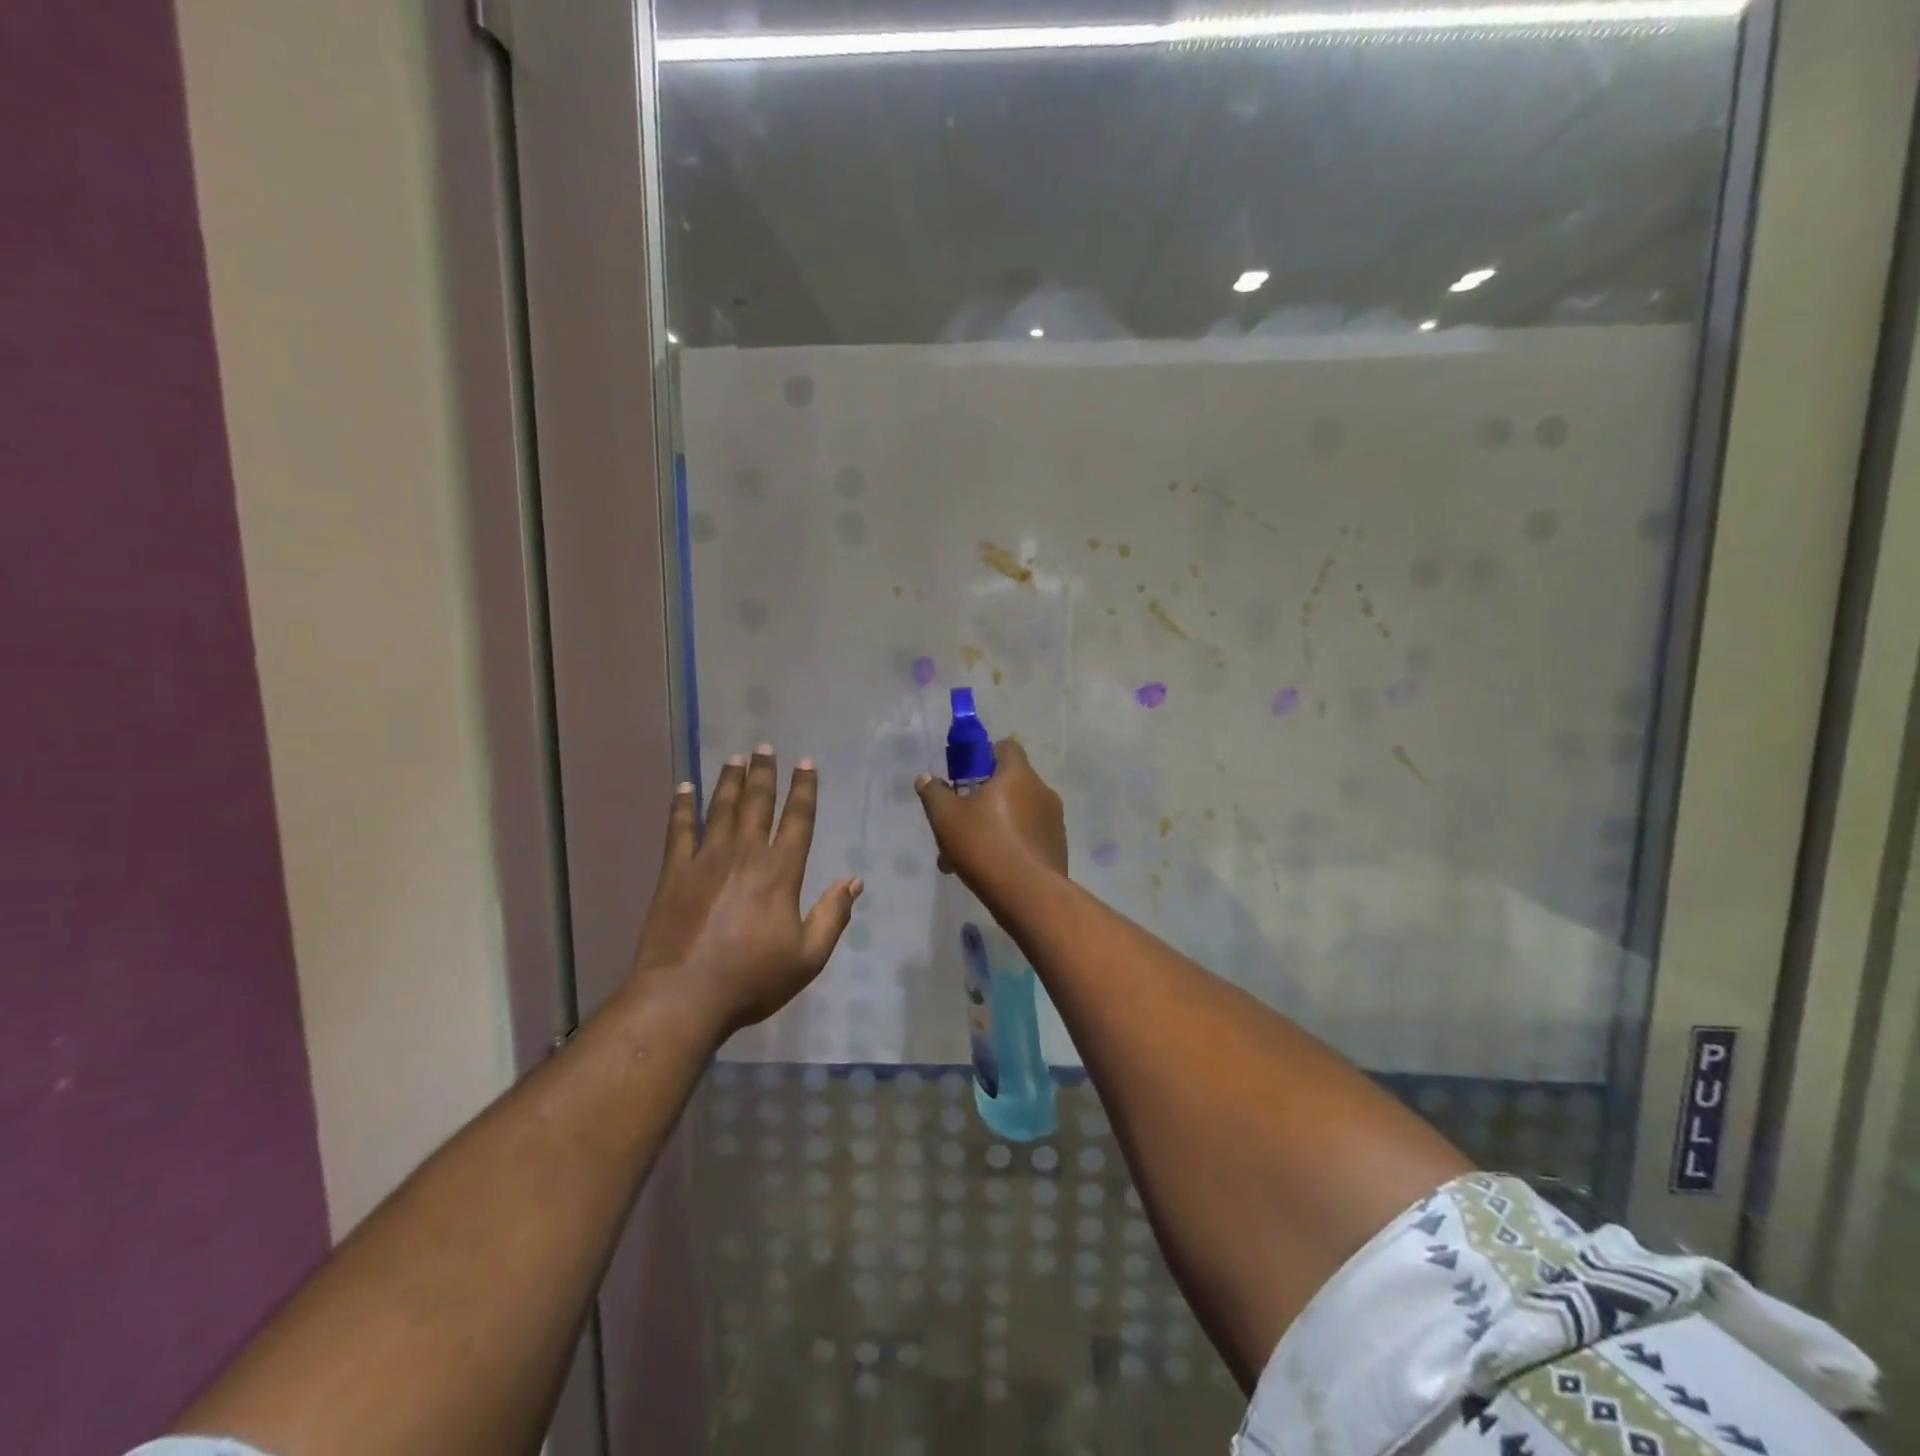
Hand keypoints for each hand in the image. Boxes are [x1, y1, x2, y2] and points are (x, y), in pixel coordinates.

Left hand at [631, 746, 861, 1040]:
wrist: (683, 996)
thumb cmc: (752, 979)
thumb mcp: (808, 957)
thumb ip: (833, 915)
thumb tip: (855, 881)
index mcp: (780, 872)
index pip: (797, 820)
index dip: (804, 789)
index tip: (806, 763)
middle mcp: (745, 854)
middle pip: (757, 803)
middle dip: (764, 773)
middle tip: (765, 747)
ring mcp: (706, 860)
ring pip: (721, 808)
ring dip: (730, 781)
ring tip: (736, 757)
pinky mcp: (674, 873)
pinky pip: (679, 830)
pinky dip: (682, 806)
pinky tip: (684, 787)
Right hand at [915, 738, 1067, 901]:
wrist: (1028, 895)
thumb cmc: (984, 844)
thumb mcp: (946, 817)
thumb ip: (934, 793)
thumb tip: (926, 778)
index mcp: (1018, 774)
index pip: (1006, 747)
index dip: (984, 755)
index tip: (966, 775)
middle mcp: (1042, 791)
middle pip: (1009, 784)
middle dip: (982, 799)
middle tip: (959, 821)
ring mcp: (1053, 821)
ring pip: (1016, 815)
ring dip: (993, 826)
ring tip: (965, 855)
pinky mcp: (1057, 848)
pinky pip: (1027, 837)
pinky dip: (1009, 845)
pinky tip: (988, 870)